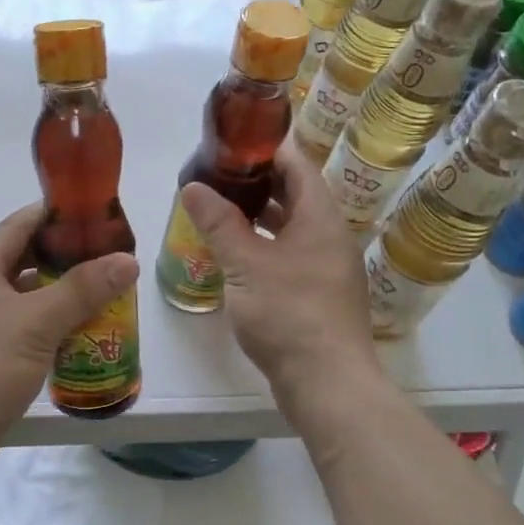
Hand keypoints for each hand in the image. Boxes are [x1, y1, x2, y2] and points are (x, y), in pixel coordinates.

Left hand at [0, 204, 138, 482]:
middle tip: (108, 262)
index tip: (97, 216)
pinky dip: (47, 331)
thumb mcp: (36, 324)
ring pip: (22, 302)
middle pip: (22, 263)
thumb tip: (127, 260)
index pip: (18, 226)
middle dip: (65, 261)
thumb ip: (82, 289)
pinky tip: (76, 341)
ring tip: (102, 299)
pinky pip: (18, 334)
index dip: (56, 215)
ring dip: (58, 299)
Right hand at [180, 143, 382, 399]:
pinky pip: (291, 255)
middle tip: (218, 173)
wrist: (327, 383)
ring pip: (293, 228)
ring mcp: (328, 268)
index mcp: (321, 218)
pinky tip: (237, 254)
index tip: (234, 141)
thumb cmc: (288, 314)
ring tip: (221, 208)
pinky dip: (265, 246)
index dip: (268, 148)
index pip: (298, 165)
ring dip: (260, 216)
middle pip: (296, 195)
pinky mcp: (319, 296)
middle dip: (259, 181)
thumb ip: (218, 223)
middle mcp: (331, 237)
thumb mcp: (245, 264)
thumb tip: (192, 187)